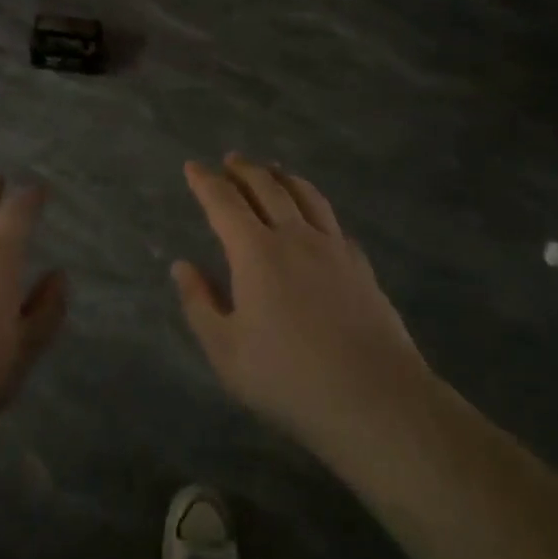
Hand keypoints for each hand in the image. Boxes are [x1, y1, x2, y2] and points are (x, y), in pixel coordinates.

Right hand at [172, 155, 424, 454]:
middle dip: (245, 170)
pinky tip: (316, 218)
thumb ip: (200, 303)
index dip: (205, 182)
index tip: (193, 167)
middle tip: (231, 160)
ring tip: (273, 171)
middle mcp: (295, 238)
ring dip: (283, 177)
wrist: (375, 399)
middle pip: (267, 188)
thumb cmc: (288, 378)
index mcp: (256, 253)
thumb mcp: (226, 351)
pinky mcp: (361, 266)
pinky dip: (315, 207)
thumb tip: (182, 266)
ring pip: (306, 196)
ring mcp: (334, 249)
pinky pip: (333, 222)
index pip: (224, 204)